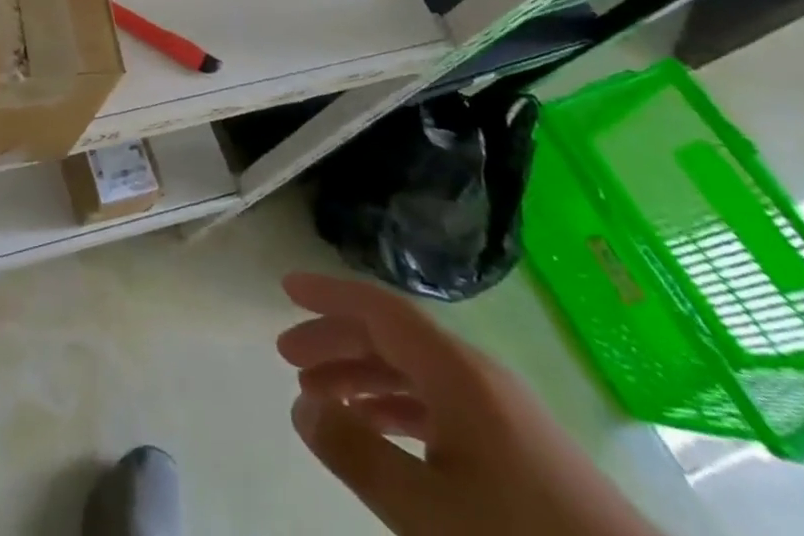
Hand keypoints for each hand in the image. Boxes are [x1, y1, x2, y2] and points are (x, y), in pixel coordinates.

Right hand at [276, 273, 660, 535]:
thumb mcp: (428, 512)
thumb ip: (357, 454)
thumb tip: (301, 405)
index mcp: (456, 372)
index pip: (379, 308)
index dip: (329, 294)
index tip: (285, 290)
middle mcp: (476, 375)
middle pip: (393, 335)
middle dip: (337, 340)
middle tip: (289, 358)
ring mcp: (501, 411)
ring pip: (415, 371)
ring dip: (363, 376)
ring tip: (321, 398)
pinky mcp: (518, 447)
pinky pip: (439, 402)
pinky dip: (397, 406)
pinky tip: (379, 431)